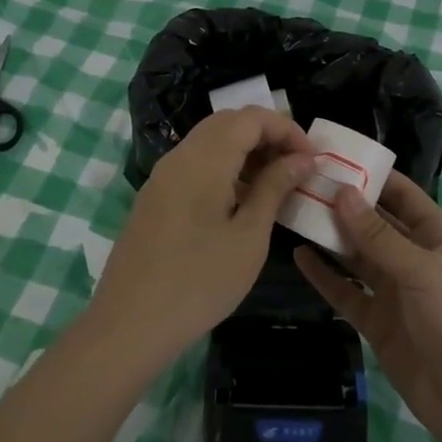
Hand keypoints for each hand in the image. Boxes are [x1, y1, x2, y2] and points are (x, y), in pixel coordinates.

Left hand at [94, 108, 314, 362]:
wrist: (129, 325)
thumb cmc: (199, 282)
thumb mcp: (249, 236)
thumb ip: (274, 187)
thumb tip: (302, 158)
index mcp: (204, 159)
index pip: (250, 117)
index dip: (286, 128)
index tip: (312, 159)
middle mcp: (180, 156)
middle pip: (228, 122)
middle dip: (267, 135)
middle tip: (296, 167)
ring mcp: (163, 176)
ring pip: (210, 141)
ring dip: (246, 151)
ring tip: (275, 184)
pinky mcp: (155, 196)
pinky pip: (195, 164)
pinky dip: (224, 167)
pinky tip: (241, 201)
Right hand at [294, 172, 441, 441]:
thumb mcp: (422, 271)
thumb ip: (380, 235)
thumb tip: (342, 192)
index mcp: (436, 237)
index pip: (402, 195)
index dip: (373, 176)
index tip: (335, 158)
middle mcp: (412, 258)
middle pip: (374, 223)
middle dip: (344, 204)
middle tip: (303, 182)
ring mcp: (393, 291)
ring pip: (356, 255)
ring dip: (330, 236)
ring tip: (295, 212)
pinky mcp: (376, 321)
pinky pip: (345, 291)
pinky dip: (324, 275)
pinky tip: (300, 257)